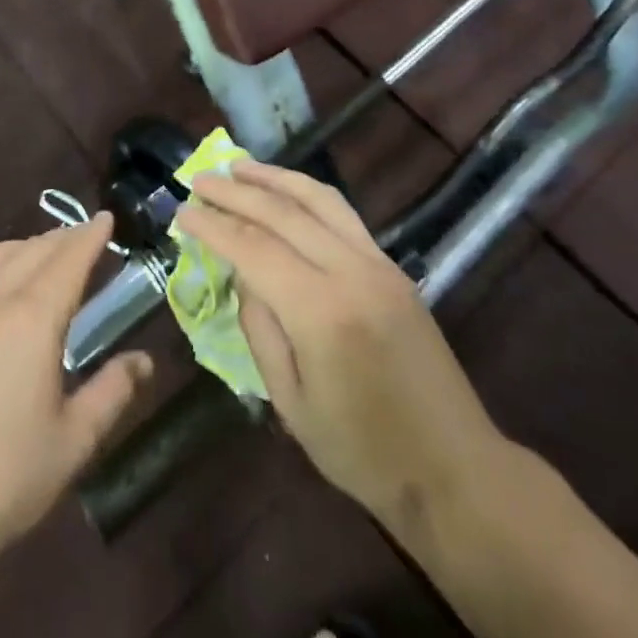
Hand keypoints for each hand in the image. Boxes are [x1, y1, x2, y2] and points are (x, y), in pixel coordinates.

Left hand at [0, 214, 152, 575]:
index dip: (90, 236)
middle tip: (86, 235)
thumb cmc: (5, 476)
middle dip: (64, 237)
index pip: (69, 260)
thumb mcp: (73, 441)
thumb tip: (143, 361)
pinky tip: (3, 293)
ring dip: (28, 245)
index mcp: (33, 321)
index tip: (107, 217)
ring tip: (47, 254)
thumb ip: (112, 393)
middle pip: (34, 251)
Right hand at [175, 163, 506, 524]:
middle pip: (282, 212)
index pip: (253, 248)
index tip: (181, 212)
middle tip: (198, 179)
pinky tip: (286, 191)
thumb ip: (260, 329)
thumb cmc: (363, 452)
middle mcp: (351, 272)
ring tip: (239, 166)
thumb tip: (244, 277)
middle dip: (235, 191)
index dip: (212, 226)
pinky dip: (307, 193)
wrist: (456, 471)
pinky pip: (343, 214)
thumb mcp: (291, 403)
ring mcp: (378, 264)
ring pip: (319, 199)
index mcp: (321, 311)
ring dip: (274, 177)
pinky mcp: (393, 268)